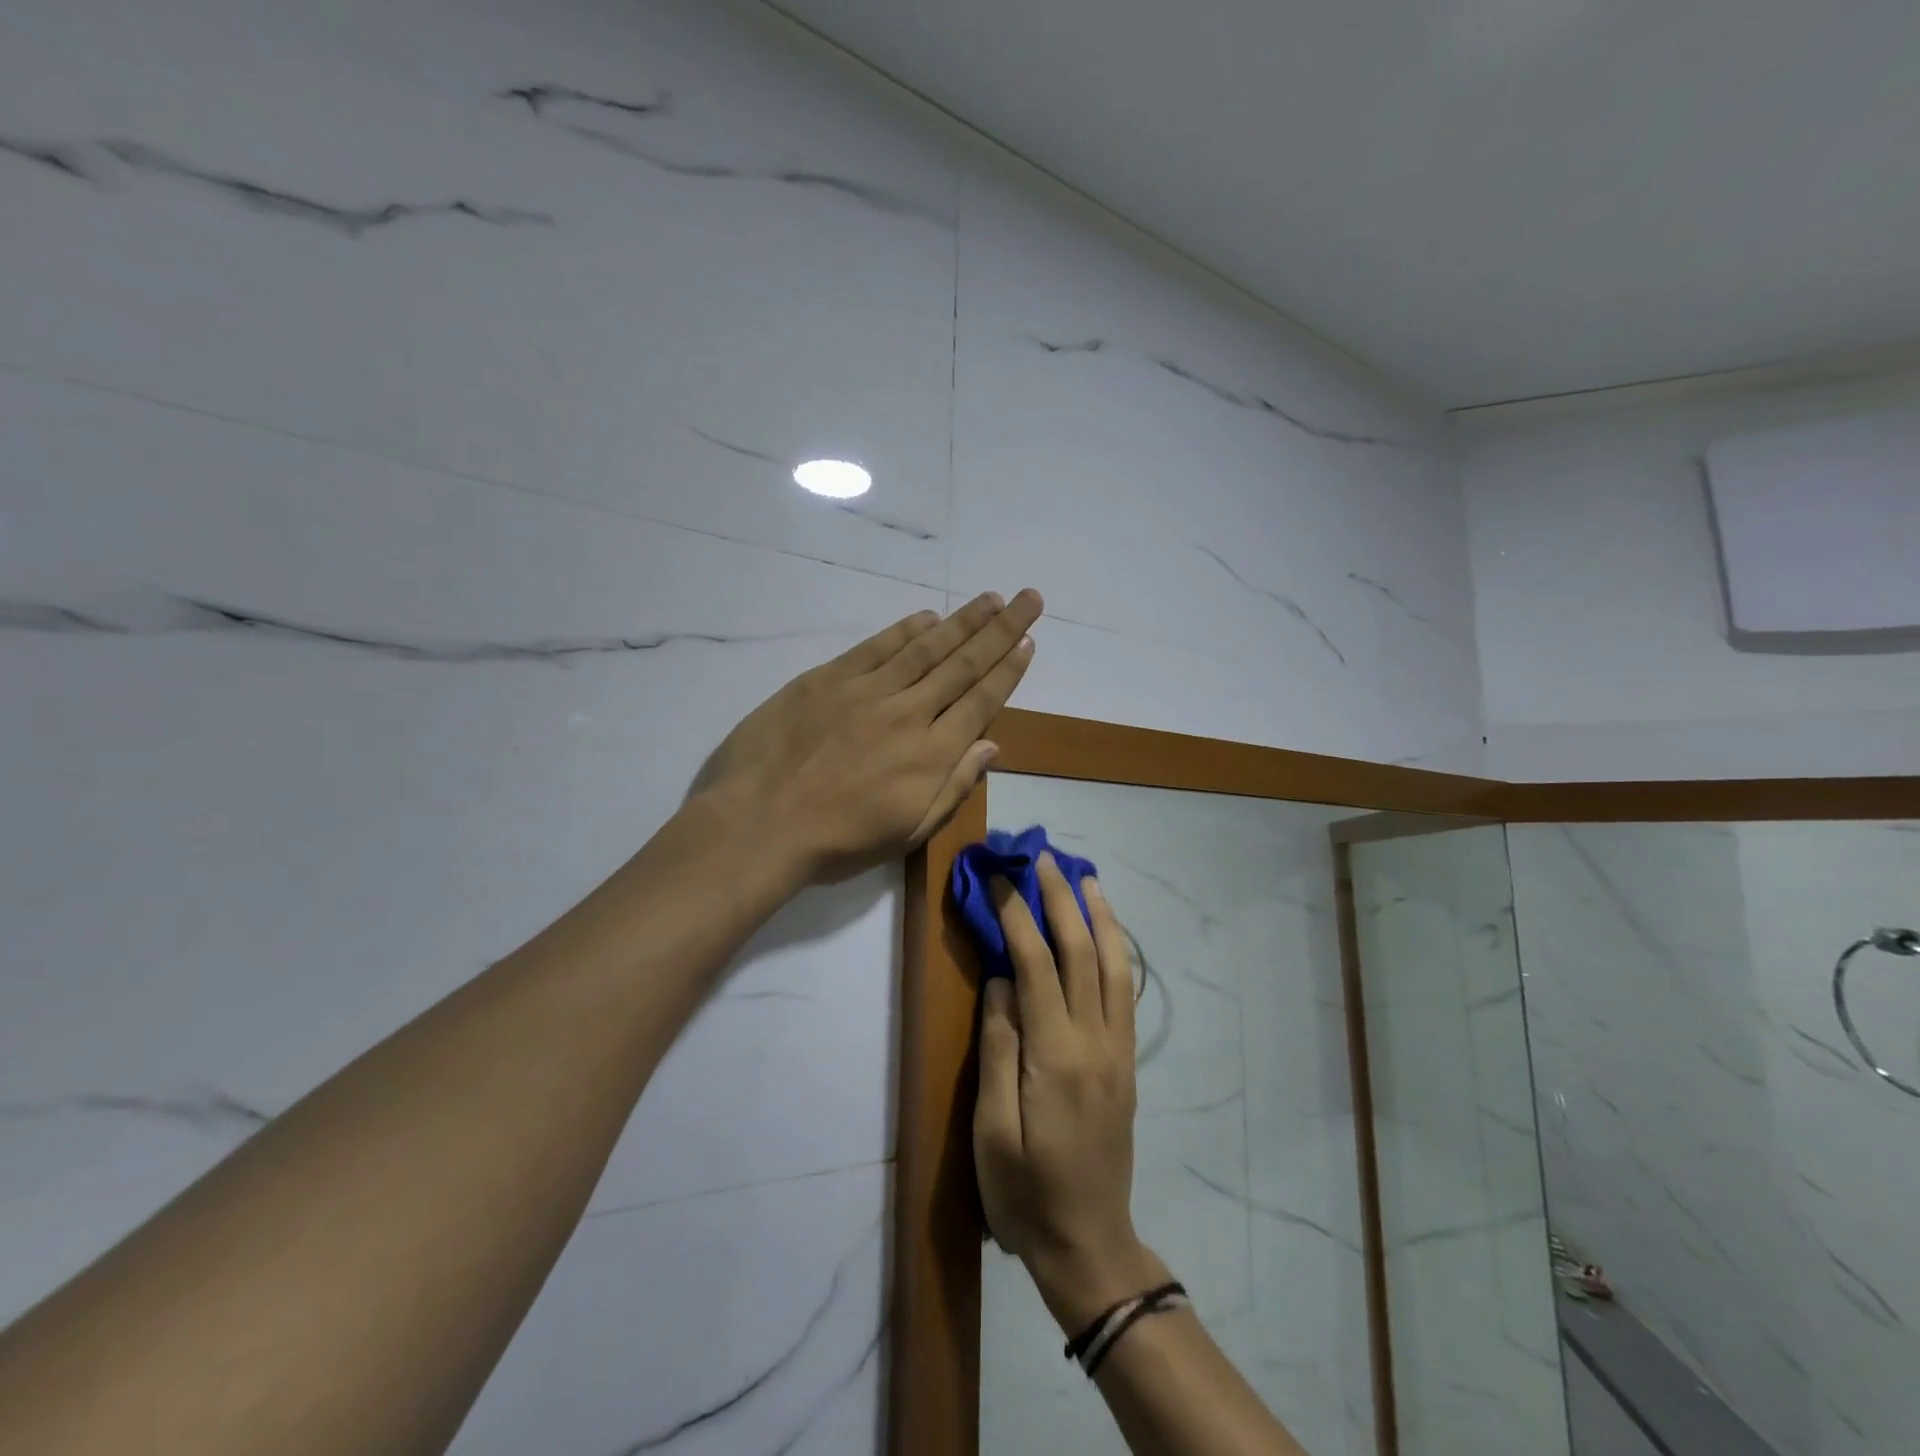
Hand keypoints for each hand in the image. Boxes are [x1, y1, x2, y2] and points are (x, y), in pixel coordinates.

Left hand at [689, 589, 1042, 884]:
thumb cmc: (836, 843)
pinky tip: (929, 617)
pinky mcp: (828, 679)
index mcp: (931, 755)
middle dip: (1001, 630)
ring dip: (963, 622)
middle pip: (963, 665)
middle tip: (1028, 598)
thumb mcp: (907, 832)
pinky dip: (905, 630)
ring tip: (991, 598)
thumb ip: (953, 786)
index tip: (1029, 642)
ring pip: (926, 648)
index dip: (1009, 670)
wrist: (758, 825)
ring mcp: (867, 691)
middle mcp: (908, 714)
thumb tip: (991, 746)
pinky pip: (877, 647)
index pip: (981, 702)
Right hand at [975, 854, 1168, 1331]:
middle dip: (1060, 898)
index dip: (1017, 915)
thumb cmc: (1025, 1194)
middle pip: (1081, 952)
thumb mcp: (991, 1131)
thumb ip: (998, 1048)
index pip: (1036, 964)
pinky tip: (1107, 932)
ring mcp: (1118, 1050)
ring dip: (1100, 915)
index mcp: (1055, 1056)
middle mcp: (1095, 1042)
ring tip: (1085, 876)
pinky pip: (1126, 991)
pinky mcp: (1126, 1062)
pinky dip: (1117, 950)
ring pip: (1115, 965)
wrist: (1090, 1244)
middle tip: (1043, 856)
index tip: (999, 878)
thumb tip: (1002, 981)